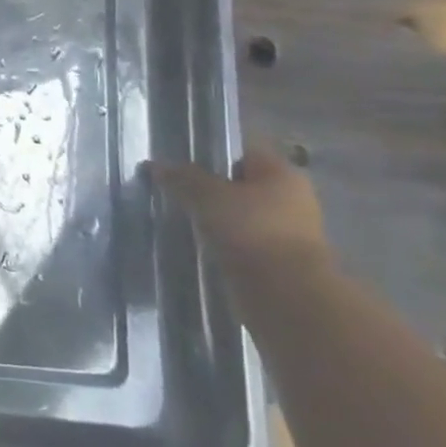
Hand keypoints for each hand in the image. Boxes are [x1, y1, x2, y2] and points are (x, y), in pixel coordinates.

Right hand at [148, 143, 330, 282]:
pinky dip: (221, 240)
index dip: (208, 151)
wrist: (286, 296)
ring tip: (178, 215)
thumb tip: (155, 164)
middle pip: (239, 183)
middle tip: (172, 188)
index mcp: (282, 174)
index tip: (177, 159)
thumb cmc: (251, 231)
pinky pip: (240, 240)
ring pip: (238, 214)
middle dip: (208, 186)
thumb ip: (182, 177)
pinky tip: (196, 241)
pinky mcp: (277, 261)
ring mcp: (286, 232)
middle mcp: (290, 199)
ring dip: (213, 216)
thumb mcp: (207, 196)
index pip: (241, 150)